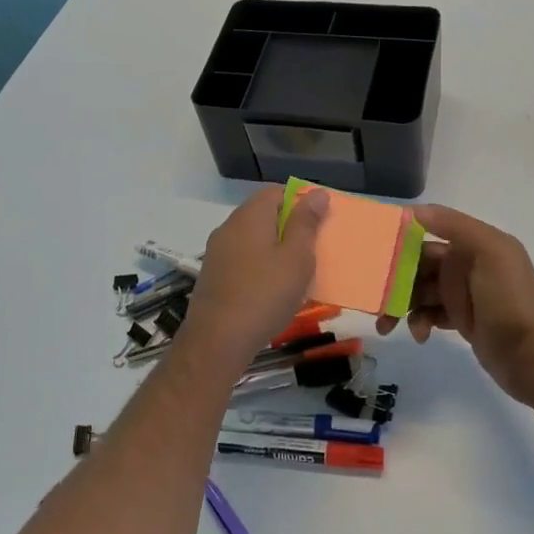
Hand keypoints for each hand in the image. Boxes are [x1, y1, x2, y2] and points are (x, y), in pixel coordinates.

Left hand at [181, 185, 328, 364]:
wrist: (217, 341)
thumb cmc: (265, 295)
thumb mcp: (297, 258)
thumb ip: (306, 223)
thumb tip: (316, 193)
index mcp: (250, 216)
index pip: (276, 192)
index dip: (300, 201)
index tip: (320, 222)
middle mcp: (229, 227)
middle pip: (264, 215)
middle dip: (289, 227)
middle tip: (313, 249)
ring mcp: (217, 252)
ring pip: (253, 239)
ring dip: (275, 249)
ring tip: (297, 272)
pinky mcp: (213, 275)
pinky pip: (243, 259)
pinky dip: (260, 266)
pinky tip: (272, 289)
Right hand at [376, 204, 533, 404]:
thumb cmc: (510, 298)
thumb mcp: (490, 251)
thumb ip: (453, 225)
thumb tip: (412, 210)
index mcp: (472, 243)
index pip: (426, 234)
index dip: (400, 240)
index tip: (372, 250)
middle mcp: (466, 264)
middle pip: (418, 265)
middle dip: (393, 278)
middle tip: (372, 295)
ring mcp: (463, 294)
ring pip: (419, 291)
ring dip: (400, 304)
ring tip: (386, 325)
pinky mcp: (461, 321)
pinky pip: (430, 314)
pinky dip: (419, 322)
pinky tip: (420, 335)